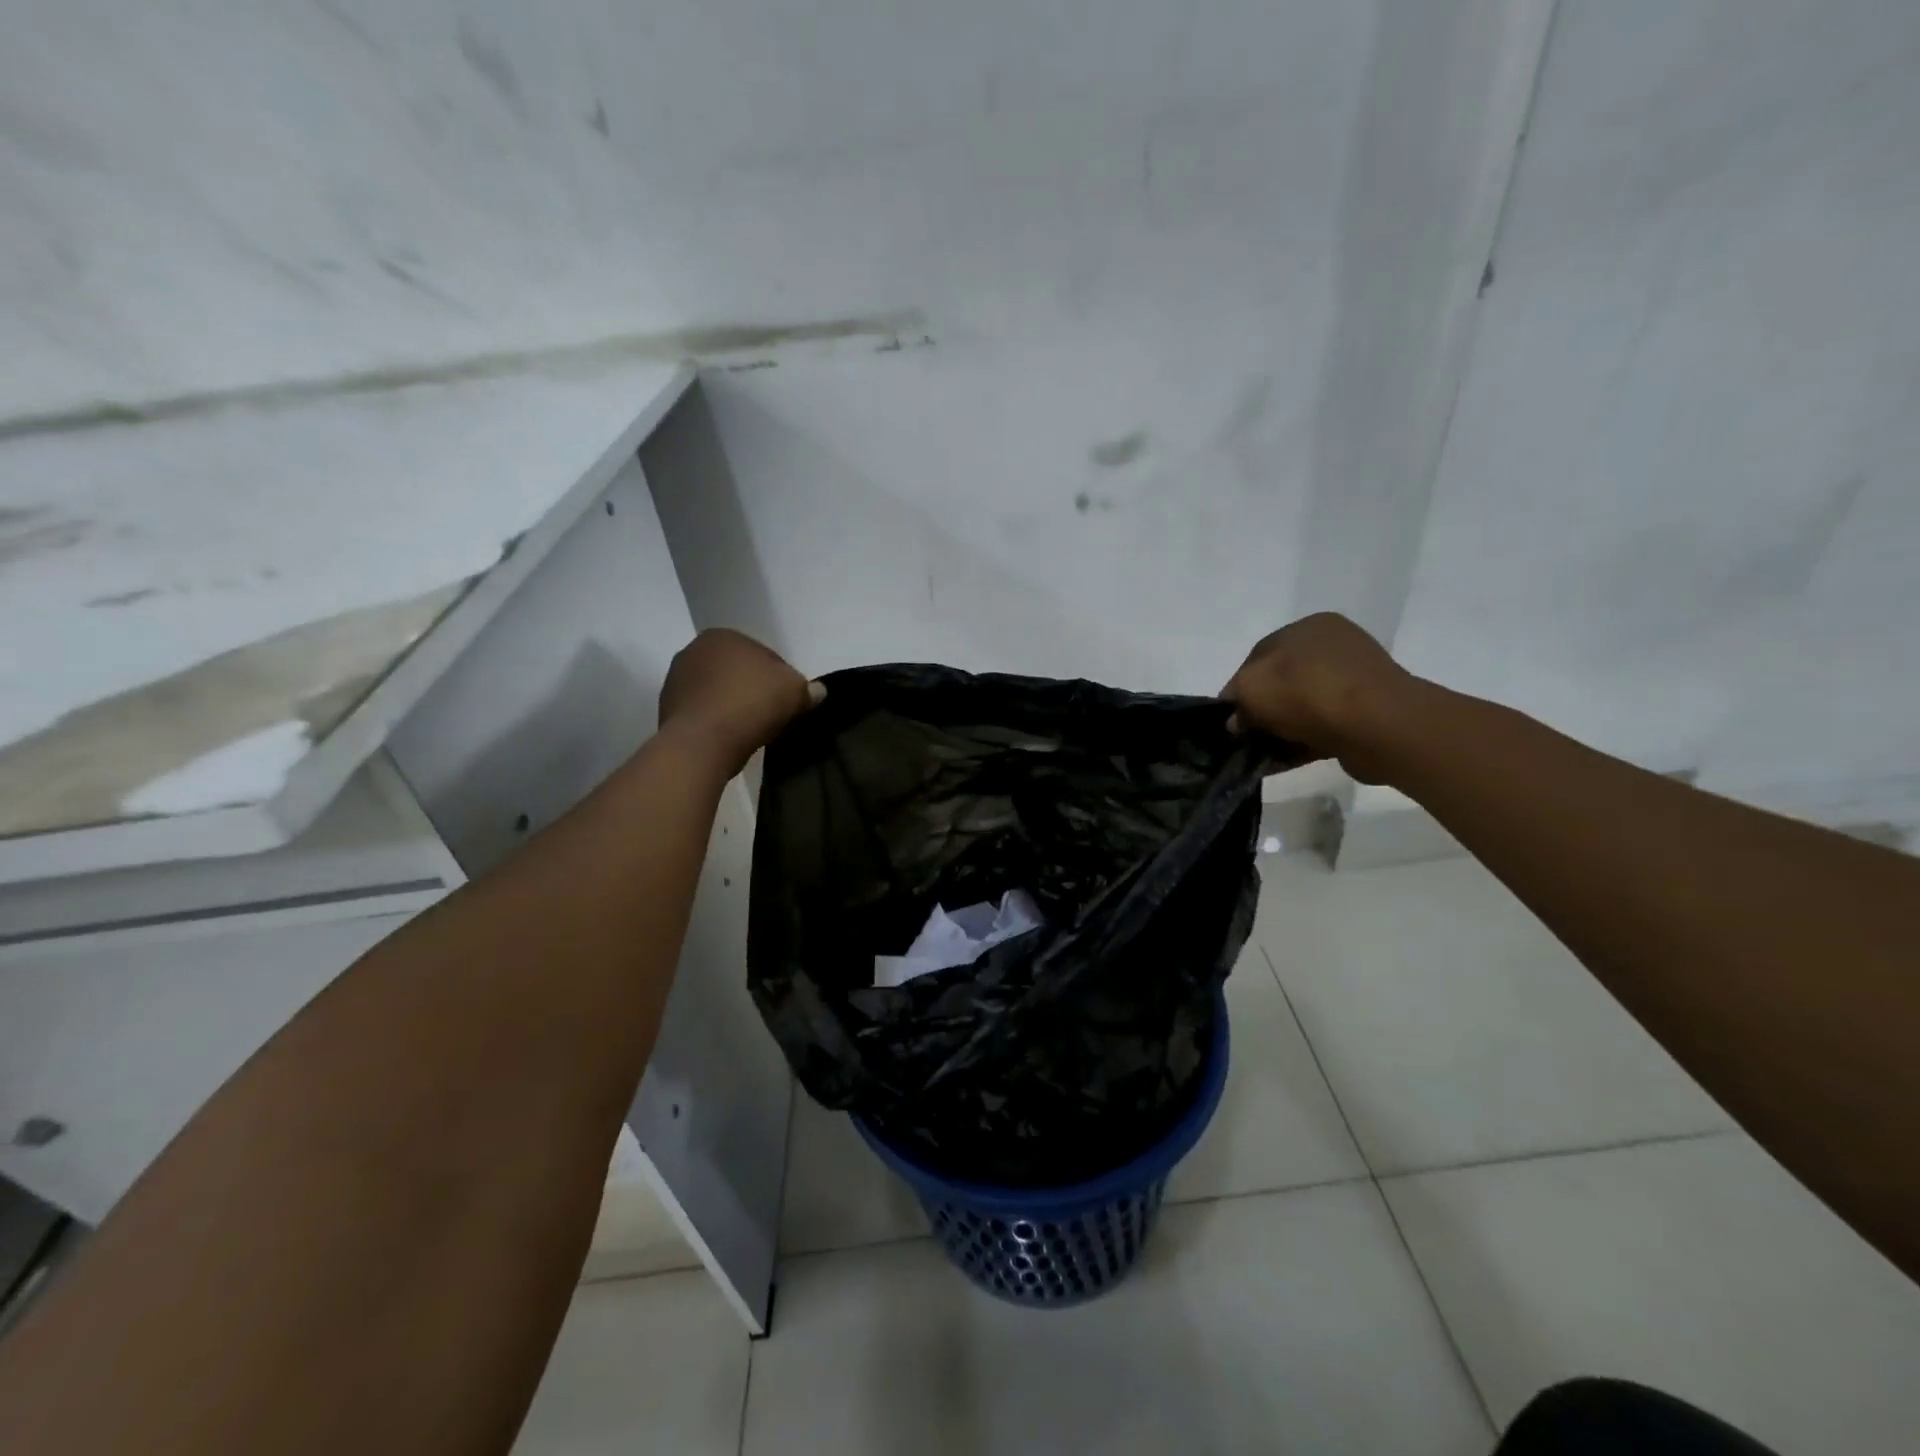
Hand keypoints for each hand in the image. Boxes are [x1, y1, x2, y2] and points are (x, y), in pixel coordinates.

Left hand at [658, 629, 818, 775]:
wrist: (702, 743)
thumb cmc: (750, 704)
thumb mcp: (794, 692)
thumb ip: (808, 689)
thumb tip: (818, 691)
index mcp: (723, 636)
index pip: (763, 655)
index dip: (781, 678)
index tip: (789, 701)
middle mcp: (693, 650)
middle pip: (737, 672)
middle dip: (753, 689)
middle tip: (772, 714)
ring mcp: (675, 681)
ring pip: (718, 692)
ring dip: (733, 705)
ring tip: (751, 729)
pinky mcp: (666, 711)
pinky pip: (704, 713)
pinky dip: (717, 721)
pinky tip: (730, 737)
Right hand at [1221, 613, 1420, 782]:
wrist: (1378, 726)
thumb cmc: (1308, 693)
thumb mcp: (1250, 688)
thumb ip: (1235, 699)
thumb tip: (1238, 720)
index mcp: (1308, 627)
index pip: (1258, 657)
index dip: (1237, 689)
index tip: (1228, 720)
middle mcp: (1333, 647)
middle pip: (1280, 683)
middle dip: (1260, 712)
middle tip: (1245, 739)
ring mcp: (1353, 680)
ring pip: (1301, 707)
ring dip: (1279, 731)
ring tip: (1261, 756)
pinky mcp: (1366, 713)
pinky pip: (1322, 727)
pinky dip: (1300, 743)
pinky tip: (1280, 763)